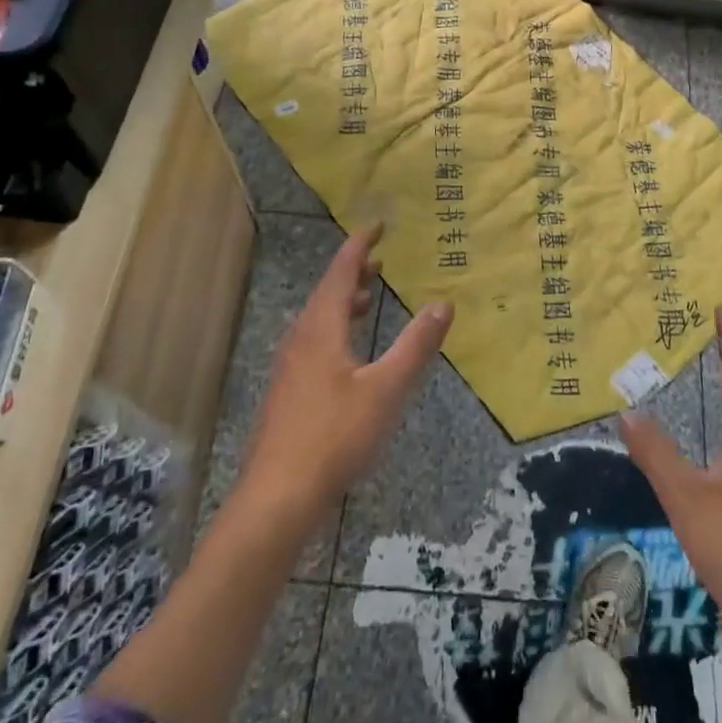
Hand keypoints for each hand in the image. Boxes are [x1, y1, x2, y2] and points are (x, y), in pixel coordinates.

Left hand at [239, 224, 453, 528]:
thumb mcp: (387, 389)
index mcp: (321, 329)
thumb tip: (443, 303)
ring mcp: (288, 368)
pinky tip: (347, 354)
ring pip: (317, 320)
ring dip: (343, 302)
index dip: (360, 246)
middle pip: (326, 293)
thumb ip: (416, 345)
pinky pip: (313, 342)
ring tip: (367, 298)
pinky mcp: (286, 393)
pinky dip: (334, 329)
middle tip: (379, 260)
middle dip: (353, 273)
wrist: (277, 497)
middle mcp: (300, 340)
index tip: (377, 226)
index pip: (341, 272)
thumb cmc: (335, 436)